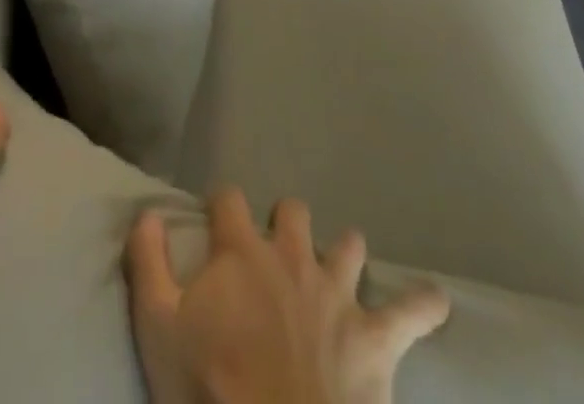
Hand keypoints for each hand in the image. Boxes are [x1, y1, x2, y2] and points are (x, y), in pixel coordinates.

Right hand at [126, 190, 449, 403]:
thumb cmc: (210, 391)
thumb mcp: (157, 326)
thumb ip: (148, 261)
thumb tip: (146, 211)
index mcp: (242, 250)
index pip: (229, 199)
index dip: (223, 207)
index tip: (217, 224)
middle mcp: (291, 256)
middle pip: (293, 210)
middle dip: (286, 222)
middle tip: (278, 252)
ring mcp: (338, 293)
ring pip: (349, 246)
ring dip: (344, 253)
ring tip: (341, 268)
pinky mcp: (375, 339)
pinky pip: (411, 312)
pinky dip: (424, 304)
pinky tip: (436, 301)